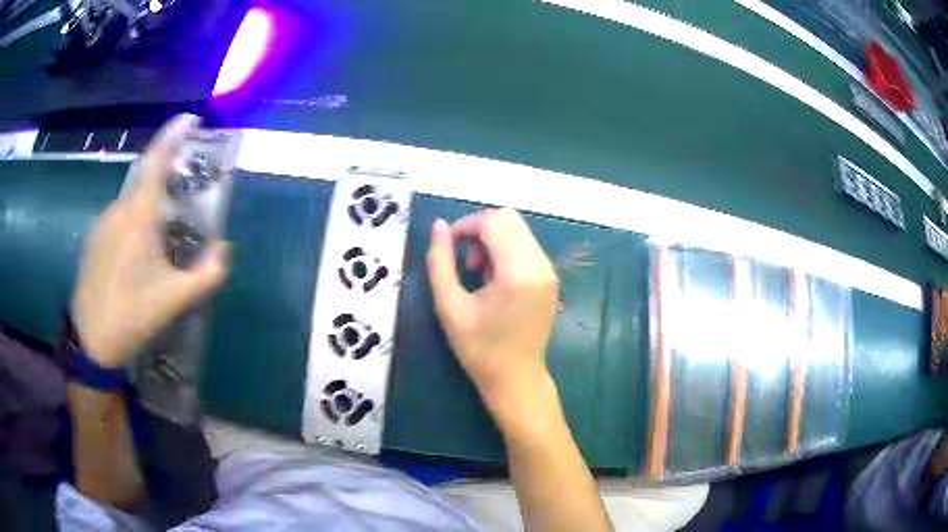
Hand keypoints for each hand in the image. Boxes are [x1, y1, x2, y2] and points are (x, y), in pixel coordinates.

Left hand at [71, 114, 228, 368]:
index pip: (156, 159)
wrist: (90, 340)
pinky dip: (134, 223)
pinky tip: (137, 255)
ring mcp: (103, 223)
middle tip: (182, 201)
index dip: (174, 134)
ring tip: (160, 239)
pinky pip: (119, 218)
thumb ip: (207, 273)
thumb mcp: (176, 300)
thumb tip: (223, 248)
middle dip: (166, 181)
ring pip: (132, 202)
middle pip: (145, 180)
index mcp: (139, 215)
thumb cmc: (132, 315)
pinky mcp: (94, 239)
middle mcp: (119, 209)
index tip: (191, 120)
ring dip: (149, 208)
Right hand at [426, 208, 558, 416]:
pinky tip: (494, 279)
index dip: (465, 225)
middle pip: (508, 218)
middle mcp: (540, 265)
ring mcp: (549, 270)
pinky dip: (506, 249)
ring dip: (493, 239)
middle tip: (465, 262)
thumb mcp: (449, 306)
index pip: (493, 222)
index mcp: (517, 272)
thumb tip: (438, 225)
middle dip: (479, 229)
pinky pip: (526, 245)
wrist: (516, 378)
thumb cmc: (479, 349)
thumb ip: (439, 262)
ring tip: (478, 273)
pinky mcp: (550, 277)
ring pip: (518, 229)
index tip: (448, 246)